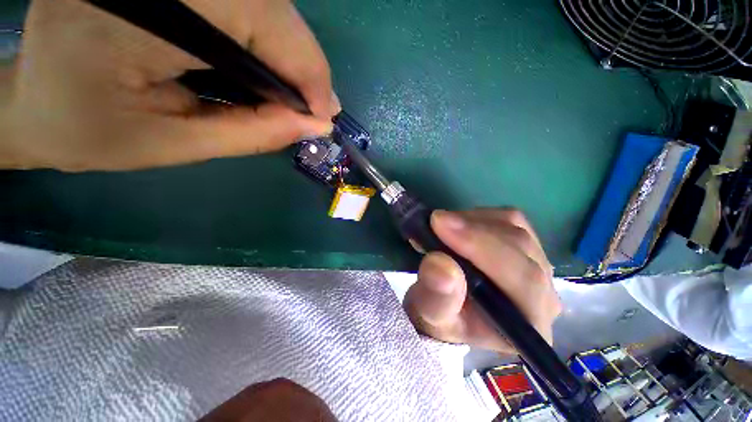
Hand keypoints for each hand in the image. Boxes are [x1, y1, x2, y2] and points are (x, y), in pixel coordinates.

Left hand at [0, 0, 337, 170]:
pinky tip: (267, 69)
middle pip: (266, 3)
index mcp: (134, 14)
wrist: (34, 99)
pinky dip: (268, 37)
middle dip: (303, 62)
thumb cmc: (88, 131)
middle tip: (314, 108)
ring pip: (261, 0)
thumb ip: (252, 134)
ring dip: (289, 51)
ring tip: (295, 95)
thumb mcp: (176, 145)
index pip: (258, 19)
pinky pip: (243, 2)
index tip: (323, 114)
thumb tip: (314, 126)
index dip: (306, 68)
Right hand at [405, 209, 561, 353]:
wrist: (448, 311)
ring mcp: (538, 268)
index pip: (523, 279)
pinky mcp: (524, 248)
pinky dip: (479, 216)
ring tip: (443, 226)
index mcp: (528, 323)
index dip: (482, 247)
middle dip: (474, 229)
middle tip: (435, 220)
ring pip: (516, 228)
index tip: (441, 225)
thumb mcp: (429, 315)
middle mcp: (544, 295)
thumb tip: (441, 265)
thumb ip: (436, 298)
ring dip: (474, 221)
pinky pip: (510, 221)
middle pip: (521, 247)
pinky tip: (458, 225)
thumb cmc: (440, 319)